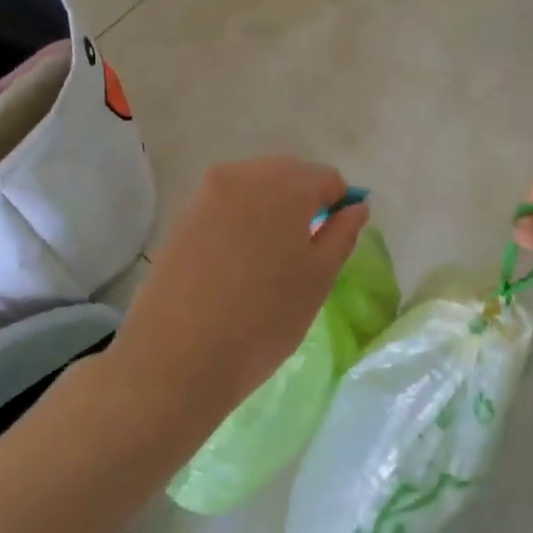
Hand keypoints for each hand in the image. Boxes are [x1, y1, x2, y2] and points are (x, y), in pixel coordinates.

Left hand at [116, 158, 369, 425]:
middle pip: (288, 175)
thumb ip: (342, 234)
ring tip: (270, 260)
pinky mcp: (182, 217)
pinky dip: (242, 223)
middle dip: (304, 203)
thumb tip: (355, 207)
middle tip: (305, 252)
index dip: (339, 206)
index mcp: (284, 183)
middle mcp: (243, 174)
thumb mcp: (318, 279)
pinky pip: (226, 206)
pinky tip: (239, 264)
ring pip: (255, 189)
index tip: (334, 242)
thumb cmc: (263, 319)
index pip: (327, 178)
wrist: (176, 357)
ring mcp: (206, 194)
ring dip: (271, 211)